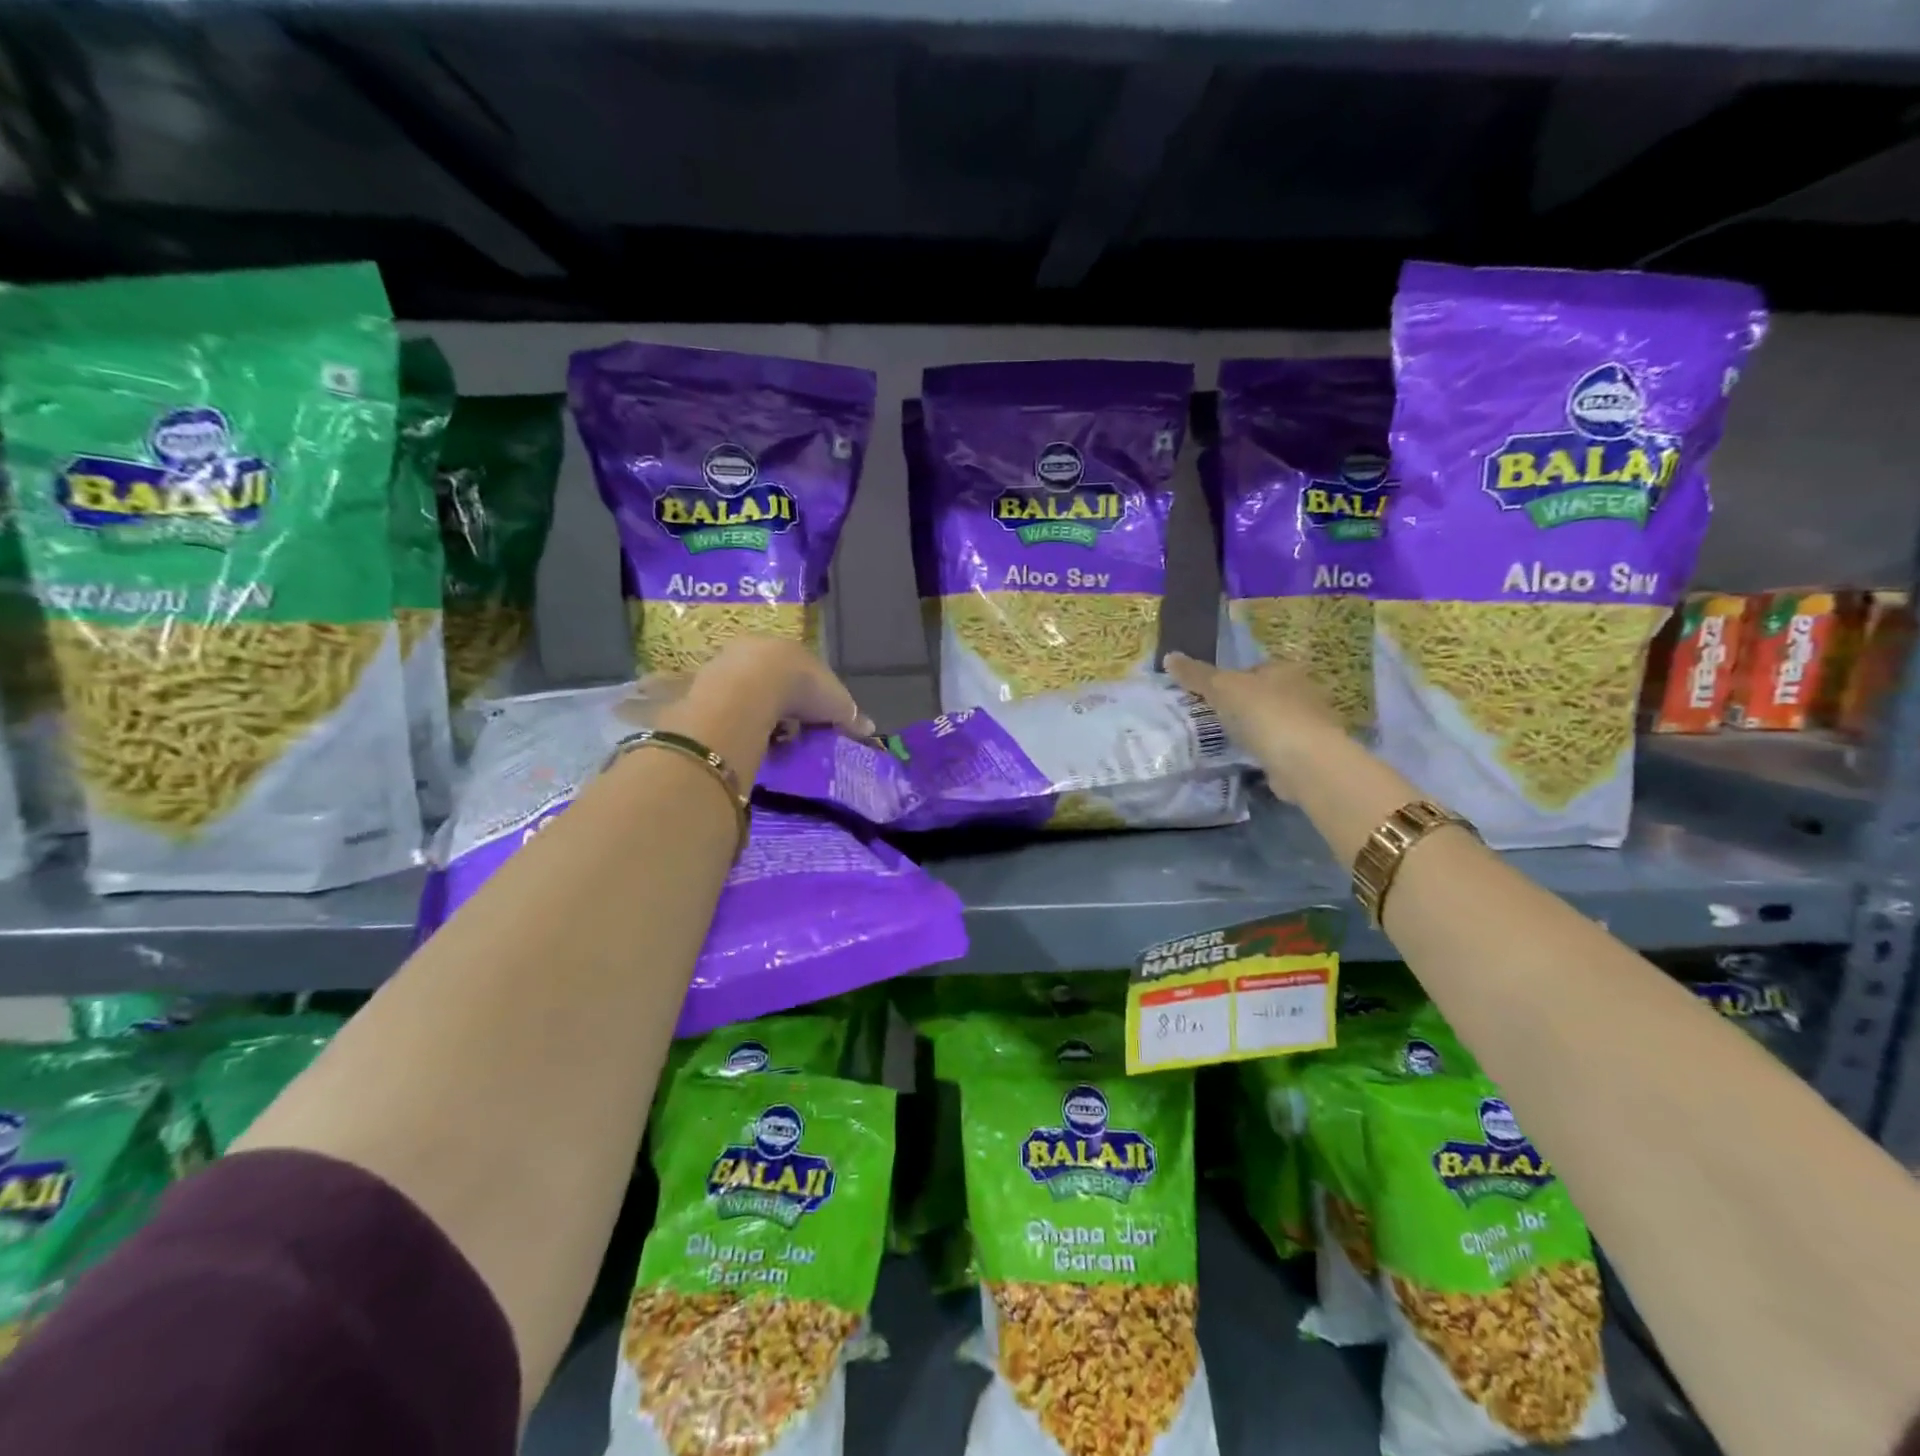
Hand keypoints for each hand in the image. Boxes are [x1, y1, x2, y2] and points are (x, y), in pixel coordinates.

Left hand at [678, 637, 873, 736]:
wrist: (751, 686)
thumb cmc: (802, 688)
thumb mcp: (837, 704)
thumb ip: (851, 715)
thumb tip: (870, 728)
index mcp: (792, 649)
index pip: (803, 671)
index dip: (810, 695)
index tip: (814, 720)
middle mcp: (758, 649)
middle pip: (772, 679)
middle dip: (781, 704)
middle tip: (790, 733)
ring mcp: (727, 664)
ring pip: (746, 691)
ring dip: (757, 712)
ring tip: (767, 739)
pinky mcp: (704, 683)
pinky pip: (726, 706)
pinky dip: (737, 721)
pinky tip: (745, 737)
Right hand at [1163, 652, 1346, 799]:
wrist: (1304, 762)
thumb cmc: (1264, 714)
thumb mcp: (1222, 688)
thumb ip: (1196, 675)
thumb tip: (1169, 656)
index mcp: (1285, 669)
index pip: (1254, 668)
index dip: (1231, 680)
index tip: (1210, 697)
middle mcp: (1302, 691)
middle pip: (1263, 695)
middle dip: (1242, 706)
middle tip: (1213, 720)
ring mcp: (1309, 724)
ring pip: (1271, 722)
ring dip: (1253, 731)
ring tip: (1225, 742)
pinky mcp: (1309, 753)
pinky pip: (1278, 748)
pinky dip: (1264, 753)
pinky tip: (1246, 761)